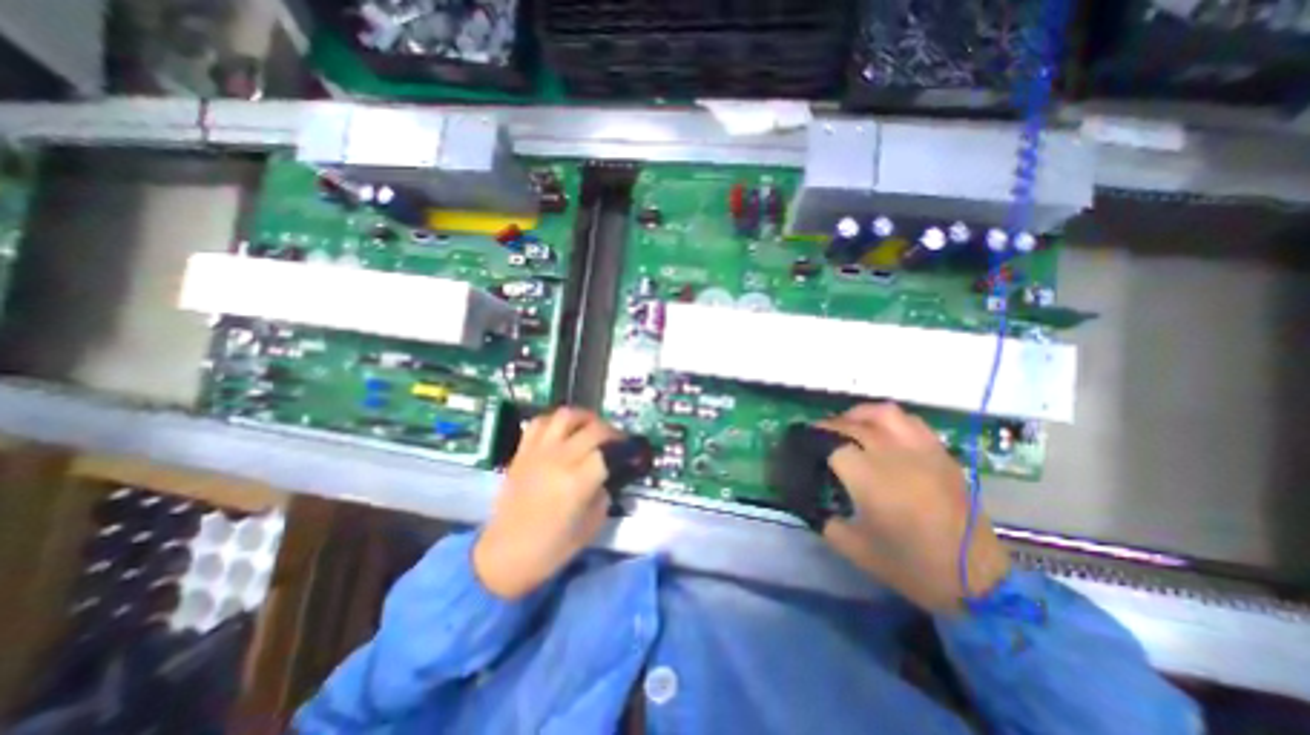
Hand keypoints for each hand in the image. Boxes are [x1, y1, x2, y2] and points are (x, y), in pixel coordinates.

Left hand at [471, 410, 620, 599]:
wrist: (504, 556)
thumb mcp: (592, 525)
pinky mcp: (522, 452)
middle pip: (594, 429)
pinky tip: (564, 431)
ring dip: (585, 417)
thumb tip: (608, 472)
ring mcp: (538, 453)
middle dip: (612, 432)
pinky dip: (556, 421)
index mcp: (577, 483)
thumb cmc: (552, 548)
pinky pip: (540, 422)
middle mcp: (559, 460)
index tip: (634, 452)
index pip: (610, 451)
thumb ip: (603, 492)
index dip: (627, 449)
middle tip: (617, 441)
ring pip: (566, 416)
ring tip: (591, 428)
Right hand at [815, 402, 1010, 612]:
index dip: (813, 441)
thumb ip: (823, 520)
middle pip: (853, 425)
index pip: (832, 445)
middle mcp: (894, 456)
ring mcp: (921, 451)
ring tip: (849, 424)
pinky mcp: (941, 454)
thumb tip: (808, 502)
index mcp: (870, 479)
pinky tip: (883, 431)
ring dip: (859, 414)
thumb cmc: (910, 566)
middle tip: (817, 435)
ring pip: (883, 413)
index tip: (801, 443)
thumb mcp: (853, 548)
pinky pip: (911, 422)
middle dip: (829, 426)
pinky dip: (890, 420)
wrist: (977, 581)